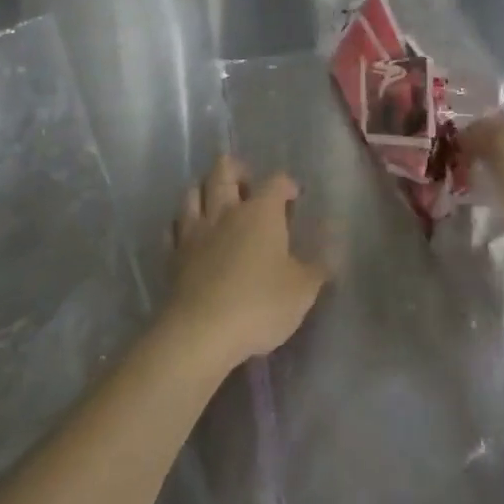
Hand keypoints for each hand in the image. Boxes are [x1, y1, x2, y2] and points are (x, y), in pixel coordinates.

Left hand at [162, 155, 326, 374]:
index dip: (287, 185)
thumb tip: (330, 252)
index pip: (276, 181)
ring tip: (215, 203)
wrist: (201, 333)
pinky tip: (189, 235)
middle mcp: (226, 211)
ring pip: (192, 192)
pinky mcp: (173, 256)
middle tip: (248, 186)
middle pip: (224, 170)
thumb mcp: (302, 291)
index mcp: (261, 212)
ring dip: (204, 191)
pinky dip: (181, 226)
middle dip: (237, 170)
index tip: (294, 198)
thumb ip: (317, 268)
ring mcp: (195, 231)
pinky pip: (173, 229)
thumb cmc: (260, 305)